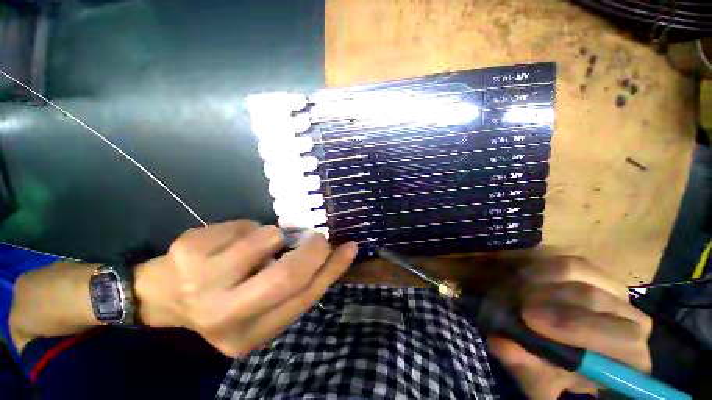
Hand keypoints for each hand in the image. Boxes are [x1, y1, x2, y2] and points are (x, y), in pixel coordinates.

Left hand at [134, 220, 356, 356]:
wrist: (163, 295)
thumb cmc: (223, 299)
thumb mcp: (260, 304)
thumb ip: (293, 285)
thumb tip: (328, 256)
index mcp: (250, 335)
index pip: (304, 298)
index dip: (332, 270)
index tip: (349, 247)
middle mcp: (226, 316)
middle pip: (288, 274)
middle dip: (312, 249)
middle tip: (317, 238)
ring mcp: (202, 282)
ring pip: (268, 239)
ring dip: (275, 235)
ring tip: (261, 243)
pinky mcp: (191, 251)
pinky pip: (246, 225)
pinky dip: (250, 228)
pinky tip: (232, 241)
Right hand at [487, 257, 652, 398]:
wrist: (554, 344)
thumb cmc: (551, 369)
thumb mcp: (535, 378)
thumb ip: (524, 366)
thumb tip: (503, 345)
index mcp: (629, 358)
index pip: (624, 340)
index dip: (577, 328)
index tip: (530, 320)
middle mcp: (631, 319)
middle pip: (597, 301)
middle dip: (553, 303)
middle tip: (519, 306)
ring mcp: (613, 290)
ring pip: (580, 274)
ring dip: (542, 282)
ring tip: (518, 292)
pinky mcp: (593, 271)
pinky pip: (567, 262)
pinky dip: (542, 268)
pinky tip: (525, 279)